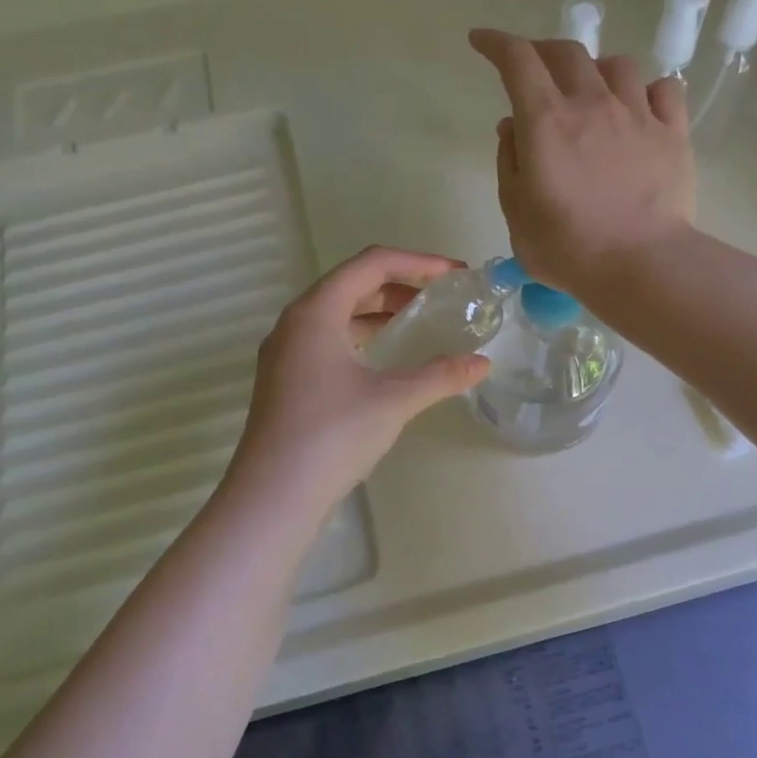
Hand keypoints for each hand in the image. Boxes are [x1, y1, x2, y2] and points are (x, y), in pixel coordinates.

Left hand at [229, 247, 490, 505]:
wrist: (274, 495)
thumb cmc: (333, 434)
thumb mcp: (394, 400)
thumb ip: (441, 376)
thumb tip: (483, 364)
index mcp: (315, 312)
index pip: (371, 264)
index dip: (418, 262)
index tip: (455, 273)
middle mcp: (294, 323)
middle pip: (351, 284)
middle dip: (399, 285)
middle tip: (441, 297)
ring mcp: (285, 353)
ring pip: (338, 314)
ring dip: (378, 311)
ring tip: (418, 323)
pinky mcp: (285, 381)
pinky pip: (327, 340)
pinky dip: (360, 337)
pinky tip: (384, 359)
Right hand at [469, 29, 695, 294]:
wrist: (641, 265)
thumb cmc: (568, 248)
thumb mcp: (516, 213)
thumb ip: (510, 162)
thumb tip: (512, 126)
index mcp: (546, 121)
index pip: (517, 61)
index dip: (496, 43)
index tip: (481, 41)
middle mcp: (591, 104)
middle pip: (567, 53)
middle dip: (542, 51)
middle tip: (533, 68)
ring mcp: (637, 114)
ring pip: (616, 65)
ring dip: (595, 69)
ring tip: (590, 90)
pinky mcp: (673, 133)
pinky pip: (664, 89)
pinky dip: (646, 89)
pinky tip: (640, 106)